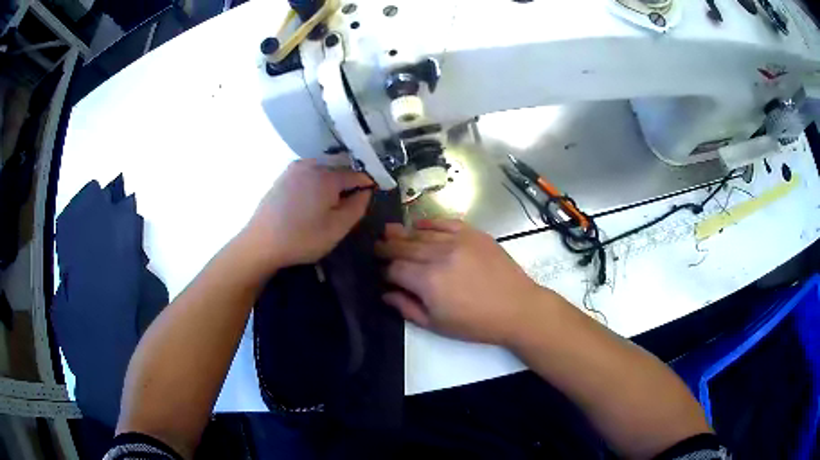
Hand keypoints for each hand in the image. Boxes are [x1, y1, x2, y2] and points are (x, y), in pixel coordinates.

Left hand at [244, 160, 372, 269]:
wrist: (261, 243)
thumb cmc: (302, 238)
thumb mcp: (337, 229)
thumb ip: (357, 207)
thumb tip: (366, 191)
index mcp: (327, 176)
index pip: (356, 174)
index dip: (368, 183)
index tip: (375, 194)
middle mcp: (311, 165)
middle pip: (338, 168)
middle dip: (349, 181)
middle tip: (353, 201)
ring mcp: (293, 169)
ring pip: (322, 169)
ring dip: (331, 181)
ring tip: (333, 201)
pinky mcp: (282, 177)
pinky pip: (307, 173)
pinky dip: (316, 181)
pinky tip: (313, 199)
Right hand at [375, 219, 552, 345]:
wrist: (517, 308)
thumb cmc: (476, 324)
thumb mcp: (437, 325)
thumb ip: (407, 308)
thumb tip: (386, 293)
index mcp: (427, 281)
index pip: (395, 268)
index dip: (385, 270)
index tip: (382, 272)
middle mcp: (439, 255)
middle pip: (404, 246)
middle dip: (388, 247)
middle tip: (377, 246)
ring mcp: (458, 240)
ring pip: (422, 233)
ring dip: (404, 233)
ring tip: (391, 232)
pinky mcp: (474, 233)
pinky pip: (446, 221)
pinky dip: (430, 222)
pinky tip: (419, 224)